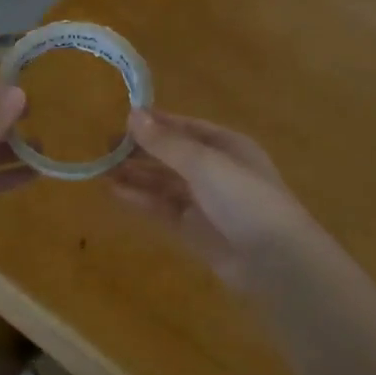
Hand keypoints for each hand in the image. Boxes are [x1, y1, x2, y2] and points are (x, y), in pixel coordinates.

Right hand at [109, 110, 314, 289]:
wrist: (274, 260)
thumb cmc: (246, 200)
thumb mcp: (205, 164)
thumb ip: (167, 143)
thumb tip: (133, 114)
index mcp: (227, 146)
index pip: (186, 128)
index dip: (156, 123)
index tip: (122, 119)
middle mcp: (215, 170)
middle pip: (172, 155)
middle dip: (141, 151)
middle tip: (104, 147)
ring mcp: (204, 201)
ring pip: (164, 183)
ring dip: (136, 175)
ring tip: (101, 169)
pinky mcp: (194, 229)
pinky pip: (162, 208)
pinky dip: (140, 199)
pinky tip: (115, 192)